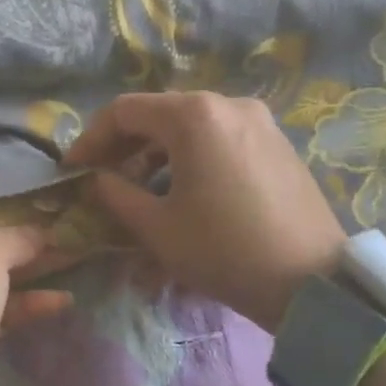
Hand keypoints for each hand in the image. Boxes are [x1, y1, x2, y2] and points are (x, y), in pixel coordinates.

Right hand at [64, 92, 347, 332]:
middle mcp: (227, 103)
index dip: (91, 138)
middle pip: (159, 114)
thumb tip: (97, 179)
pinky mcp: (277, 142)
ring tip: (139, 187)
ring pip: (190, 126)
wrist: (313, 282)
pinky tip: (183, 188)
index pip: (124, 111)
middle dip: (123, 144)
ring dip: (156, 152)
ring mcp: (258, 120)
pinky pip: (219, 137)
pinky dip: (191, 155)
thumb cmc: (224, 251)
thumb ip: (115, 194)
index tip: (72, 169)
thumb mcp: (157, 227)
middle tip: (101, 177)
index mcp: (194, 116)